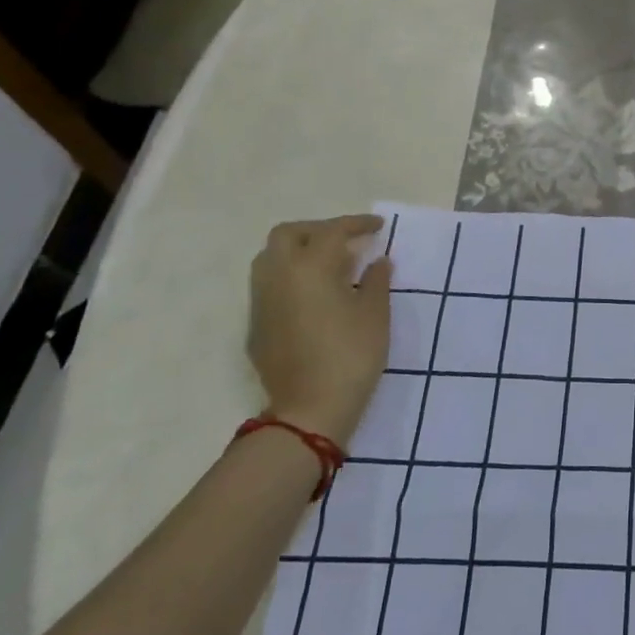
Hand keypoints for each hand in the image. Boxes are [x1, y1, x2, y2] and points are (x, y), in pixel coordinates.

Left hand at [247, 214, 392, 445]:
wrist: (309, 410)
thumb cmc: (351, 355)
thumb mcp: (375, 314)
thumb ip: (376, 280)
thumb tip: (377, 261)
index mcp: (308, 267)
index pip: (331, 231)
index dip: (356, 224)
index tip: (378, 226)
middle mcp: (277, 276)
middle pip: (288, 235)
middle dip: (318, 231)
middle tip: (347, 241)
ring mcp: (261, 302)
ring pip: (271, 259)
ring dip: (299, 252)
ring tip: (331, 267)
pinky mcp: (257, 326)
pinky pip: (270, 287)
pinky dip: (292, 278)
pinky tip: (316, 297)